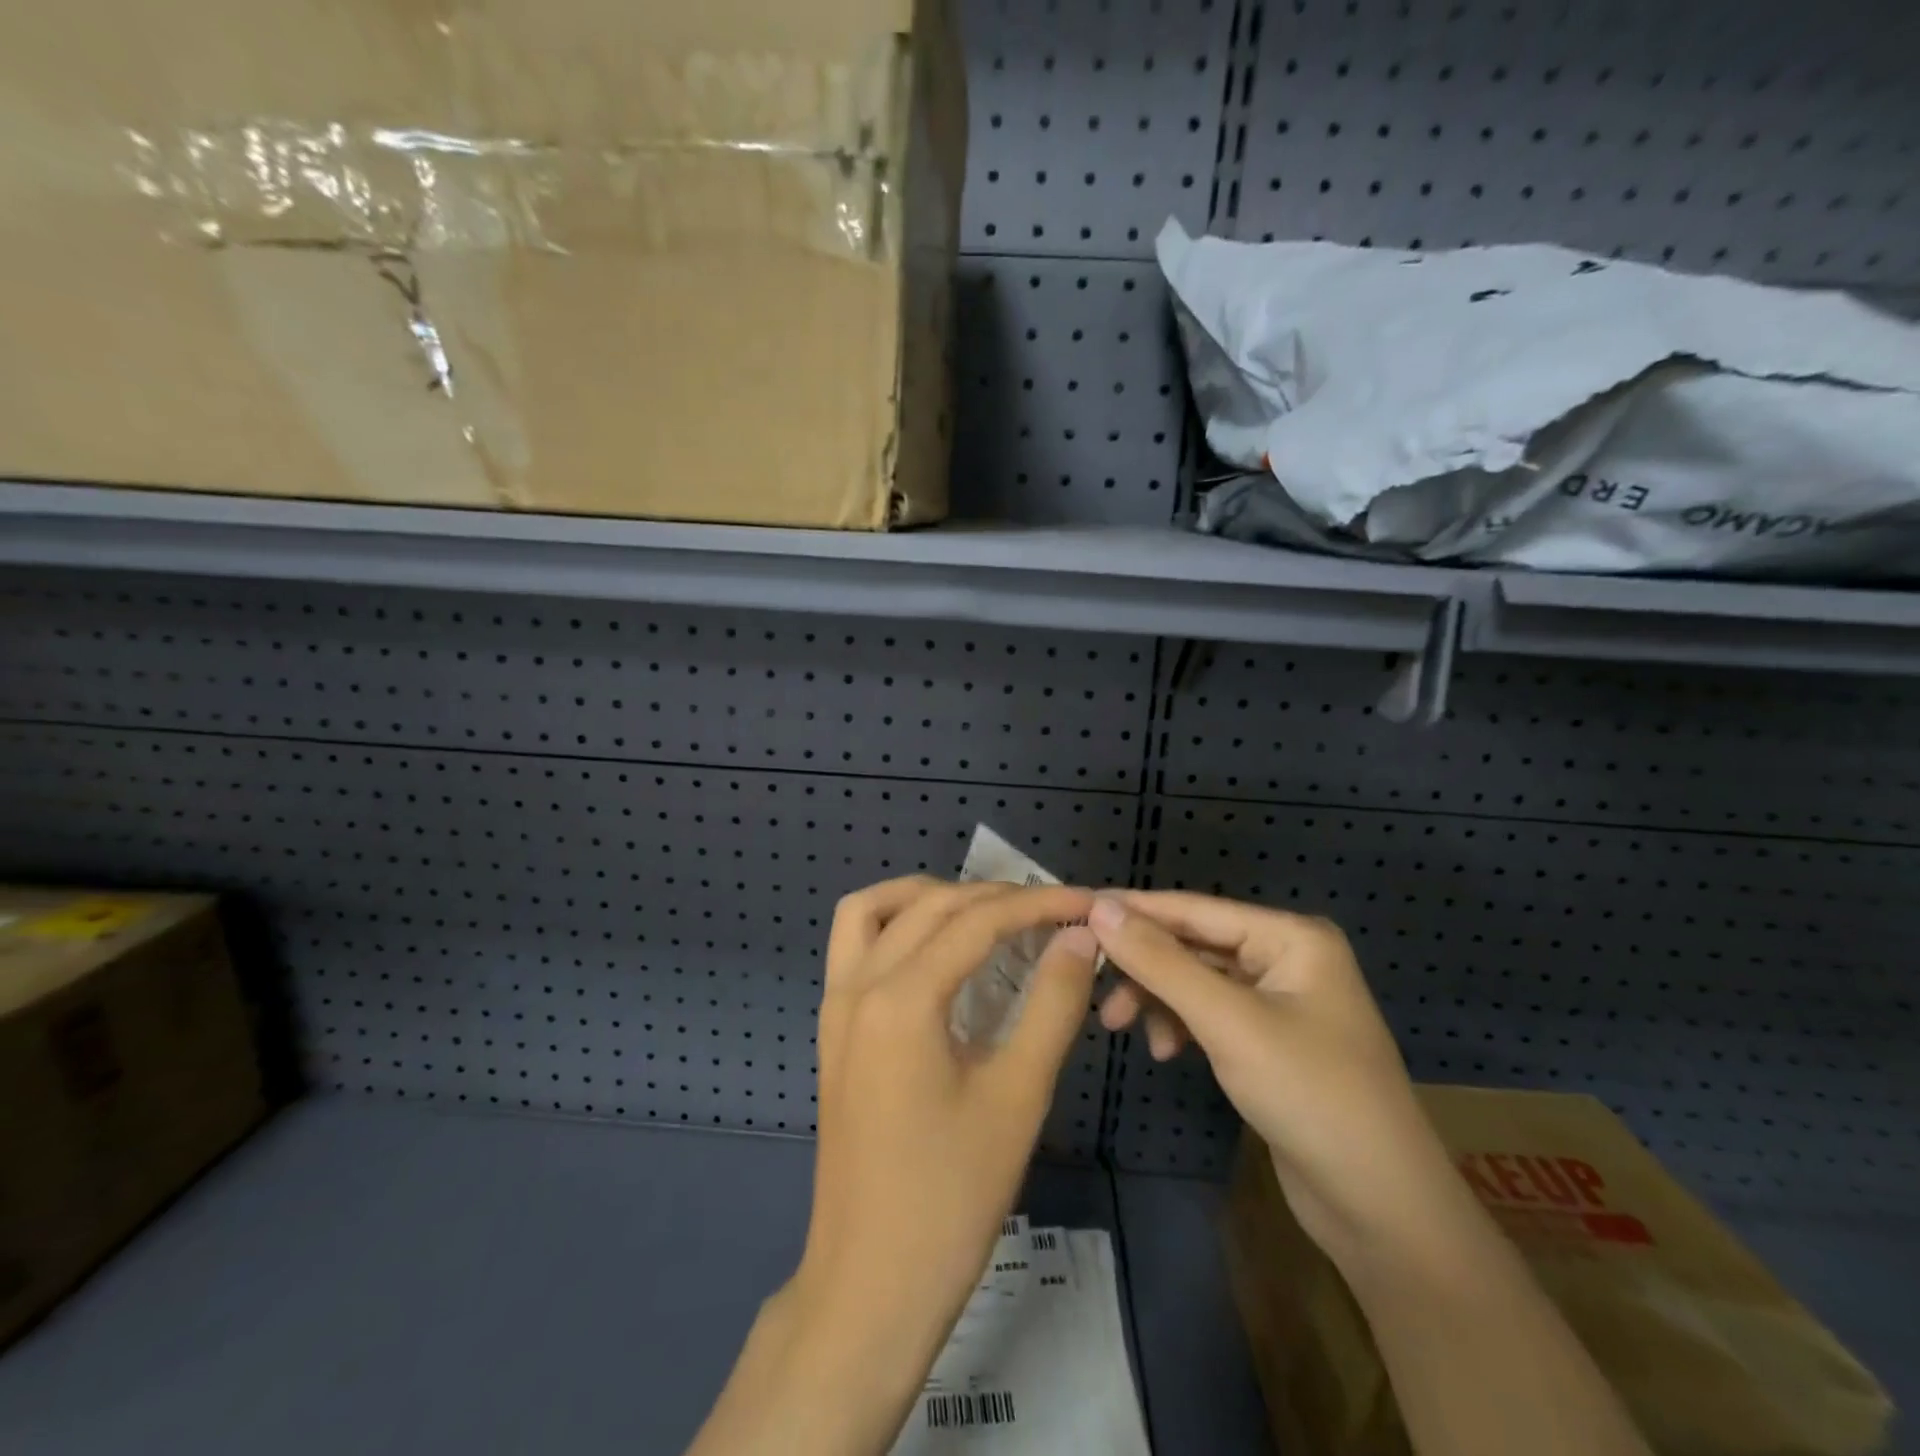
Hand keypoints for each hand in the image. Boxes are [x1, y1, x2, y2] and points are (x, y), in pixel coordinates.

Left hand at [688, 876, 1099, 1455]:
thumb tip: (1080, 938)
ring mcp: (836, 1005)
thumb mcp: (1018, 1096)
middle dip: (995, 896)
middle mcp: (858, 985)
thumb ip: (1053, 1005)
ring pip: (874, 910)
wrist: (871, 1284)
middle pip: (930, 905)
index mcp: (902, 1000)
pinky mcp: (832, 1028)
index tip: (1087, 902)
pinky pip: (853, 944)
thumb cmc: (952, 1197)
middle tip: (1053, 912)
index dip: (1038, 904)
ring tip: (987, 912)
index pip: (977, 921)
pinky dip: (895, 923)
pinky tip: (937, 949)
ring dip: (930, 896)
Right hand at [1089, 891, 1464, 1272]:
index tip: (1074, 910)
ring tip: (1116, 1024)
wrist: (1381, 1210)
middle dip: (1143, 965)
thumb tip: (1100, 908)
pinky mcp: (1268, 1041)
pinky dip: (1181, 1025)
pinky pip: (1209, 1014)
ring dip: (1157, 999)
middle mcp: (1286, 958)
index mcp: (1291, 937)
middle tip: (1090, 980)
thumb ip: (1161, 962)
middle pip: (1193, 944)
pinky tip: (1164, 1051)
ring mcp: (1278, 1001)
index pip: (1194, 908)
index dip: (1134, 909)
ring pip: (1196, 981)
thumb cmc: (1310, 1096)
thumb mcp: (1227, 1023)